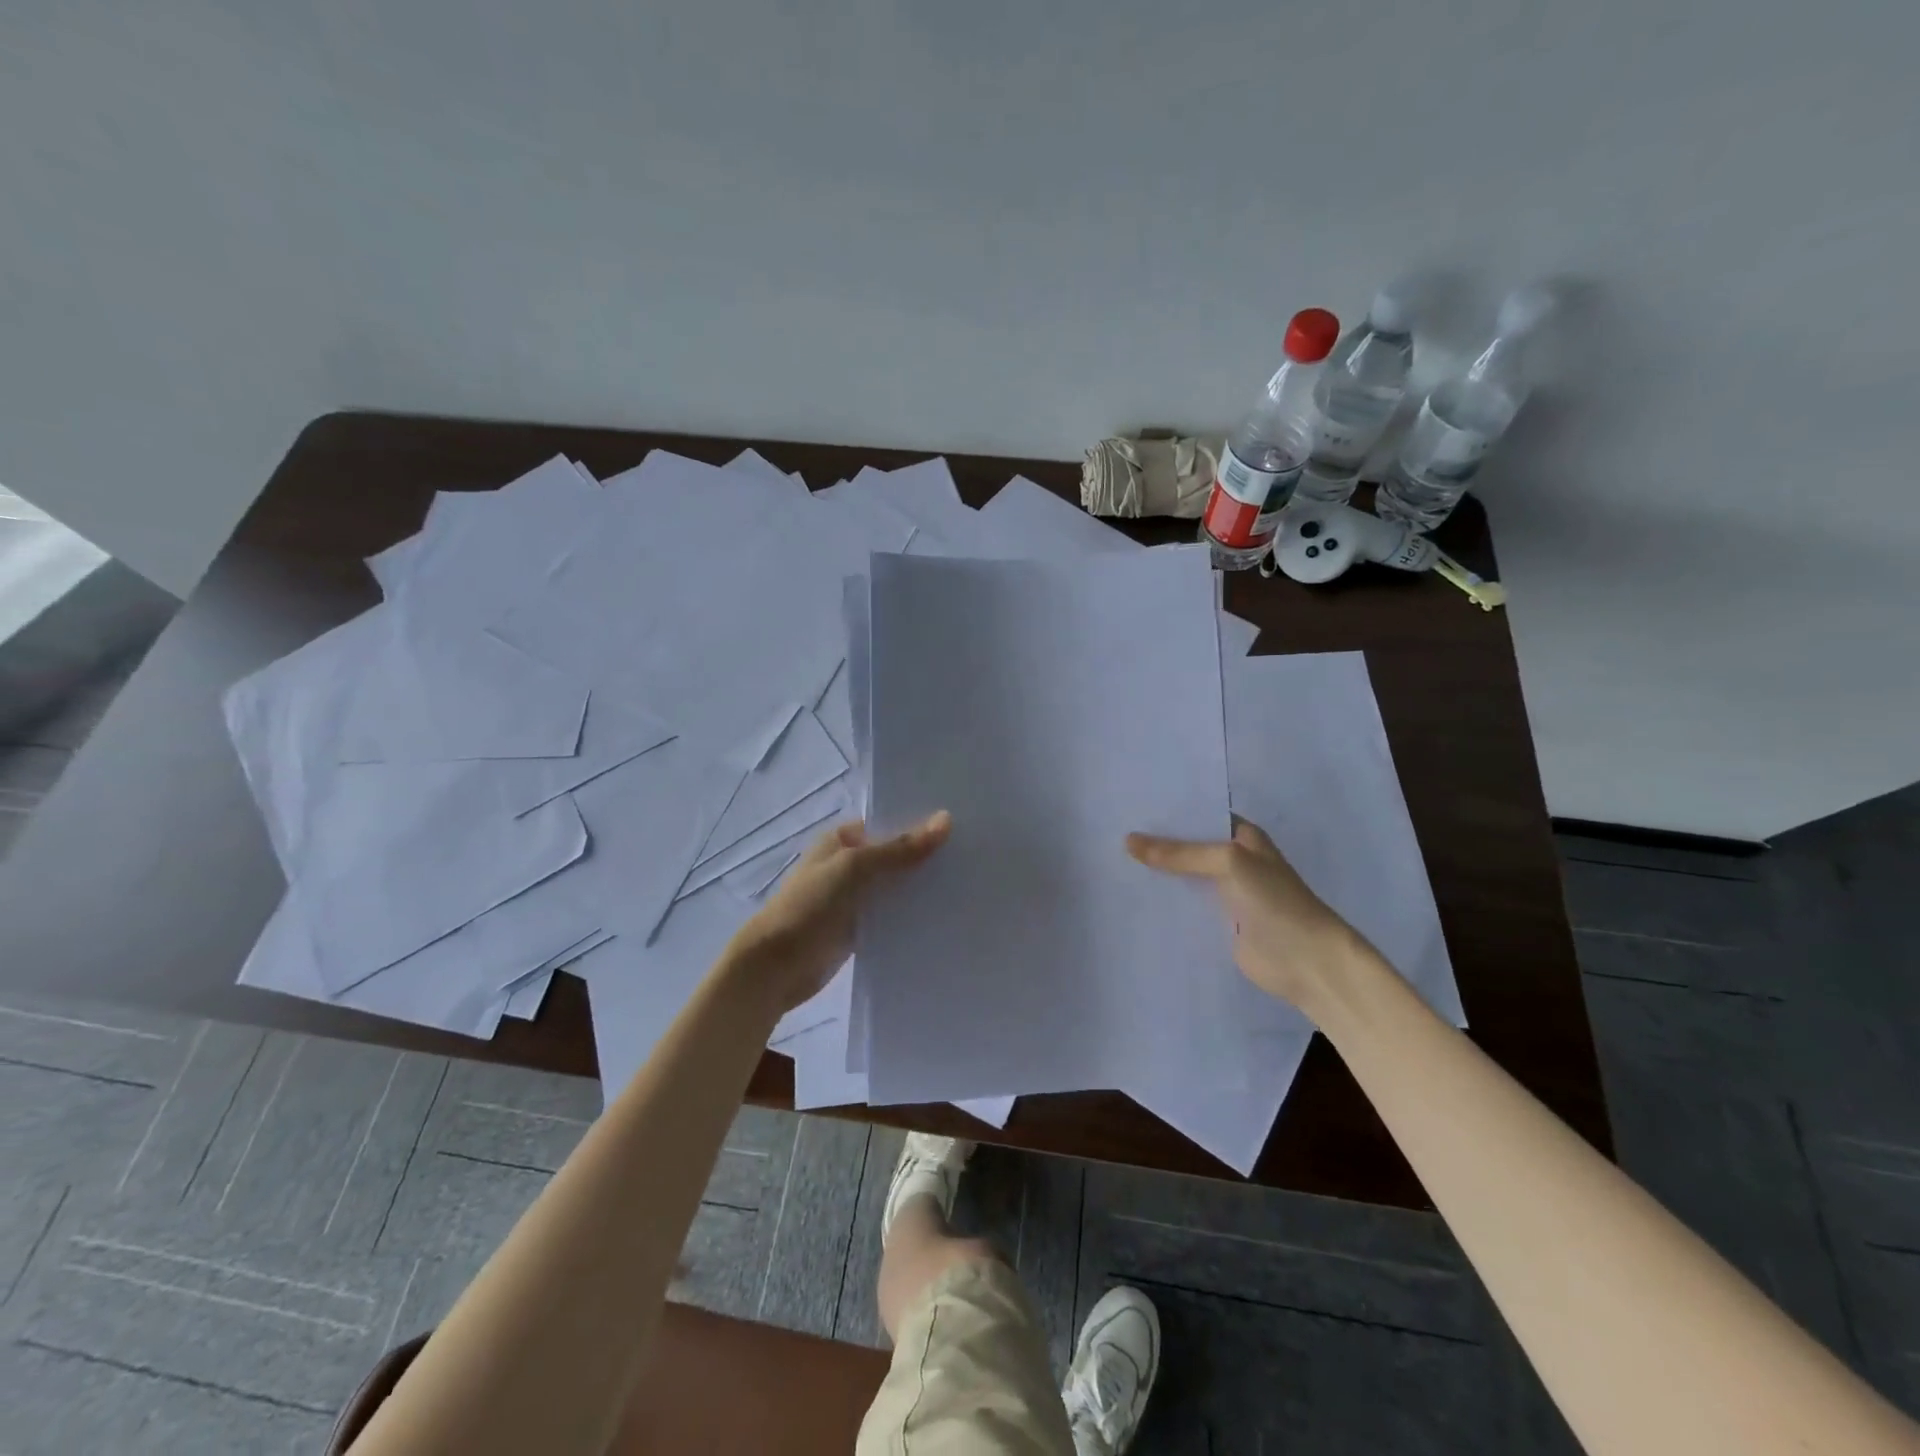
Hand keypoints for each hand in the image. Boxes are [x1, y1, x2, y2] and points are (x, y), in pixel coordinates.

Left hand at [724, 811, 951, 1011]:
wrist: (776, 966)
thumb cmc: (810, 905)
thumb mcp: (855, 868)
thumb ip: (900, 848)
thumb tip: (946, 820)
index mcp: (842, 839)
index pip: (889, 824)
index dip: (921, 825)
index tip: (962, 827)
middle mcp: (848, 864)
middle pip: (895, 856)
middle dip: (927, 858)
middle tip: (976, 857)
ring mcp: (854, 897)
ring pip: (896, 887)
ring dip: (922, 888)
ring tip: (969, 885)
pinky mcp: (859, 928)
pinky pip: (892, 916)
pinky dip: (912, 915)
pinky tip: (945, 915)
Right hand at [1127, 817, 1365, 1013]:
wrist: (1307, 961)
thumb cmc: (1275, 901)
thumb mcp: (1228, 863)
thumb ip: (1179, 853)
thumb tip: (1128, 840)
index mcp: (1242, 836)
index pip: (1199, 815)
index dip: (1168, 810)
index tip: (1129, 804)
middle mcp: (1233, 860)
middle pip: (1187, 847)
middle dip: (1155, 842)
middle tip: (1109, 832)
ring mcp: (1225, 894)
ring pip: (1183, 877)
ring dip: (1156, 874)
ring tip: (1110, 863)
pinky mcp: (1217, 924)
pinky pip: (1184, 907)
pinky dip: (1163, 903)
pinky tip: (1131, 898)